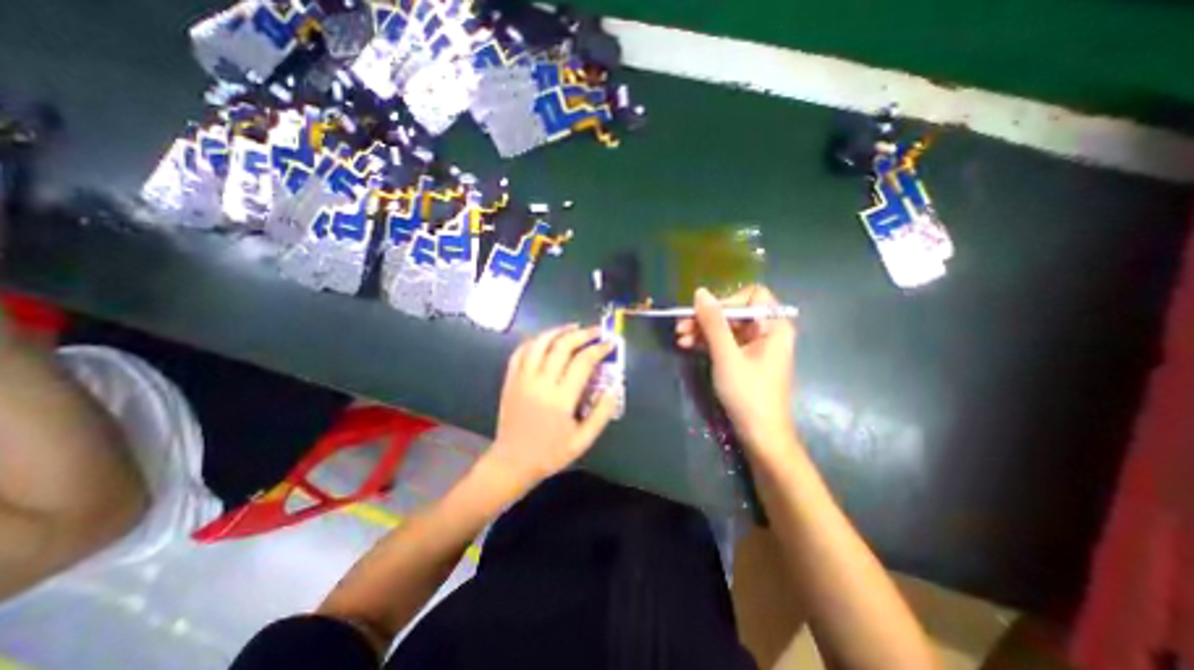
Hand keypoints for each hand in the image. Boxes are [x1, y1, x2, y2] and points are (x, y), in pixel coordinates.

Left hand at [482, 325, 613, 488]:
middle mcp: (540, 383)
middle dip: (582, 334)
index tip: (610, 343)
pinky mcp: (510, 380)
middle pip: (562, 346)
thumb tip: (614, 386)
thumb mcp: (583, 441)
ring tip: (573, 327)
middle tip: (595, 330)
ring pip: (539, 343)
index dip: (599, 349)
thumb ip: (602, 413)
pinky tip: (546, 339)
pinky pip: (520, 352)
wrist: (511, 463)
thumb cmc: (550, 454)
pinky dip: (534, 340)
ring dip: (558, 331)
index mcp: (561, 399)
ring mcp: (522, 379)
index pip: (583, 362)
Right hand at [675, 285, 794, 445]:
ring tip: (679, 337)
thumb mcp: (727, 356)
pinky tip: (687, 345)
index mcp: (773, 326)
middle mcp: (766, 331)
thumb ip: (713, 323)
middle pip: (735, 312)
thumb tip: (700, 292)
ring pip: (726, 327)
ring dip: (702, 330)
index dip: (726, 301)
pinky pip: (724, 342)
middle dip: (707, 318)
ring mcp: (755, 346)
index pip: (751, 296)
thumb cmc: (748, 394)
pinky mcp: (744, 359)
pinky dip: (707, 342)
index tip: (705, 315)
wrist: (760, 435)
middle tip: (680, 326)